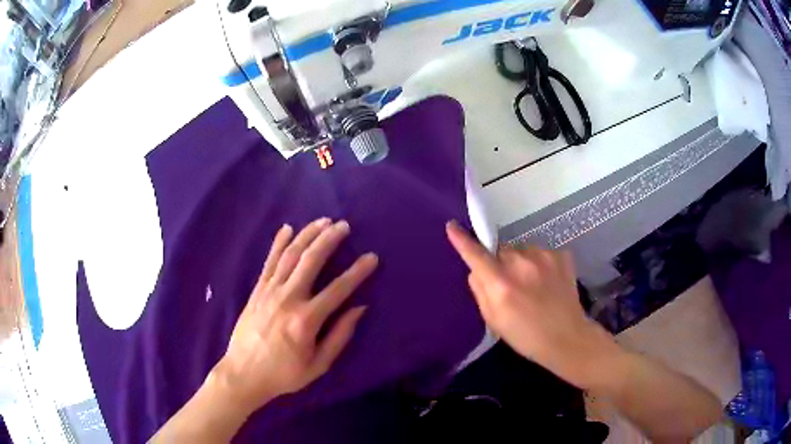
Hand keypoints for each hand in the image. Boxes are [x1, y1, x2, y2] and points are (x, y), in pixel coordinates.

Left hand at [212, 218, 378, 414]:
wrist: (243, 374)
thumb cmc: (284, 374)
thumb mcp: (318, 364)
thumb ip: (340, 336)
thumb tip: (359, 308)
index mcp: (306, 320)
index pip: (338, 289)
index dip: (357, 272)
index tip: (371, 257)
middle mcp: (288, 299)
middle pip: (311, 261)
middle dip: (329, 239)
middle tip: (344, 225)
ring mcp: (269, 291)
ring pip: (290, 255)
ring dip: (307, 235)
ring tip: (323, 221)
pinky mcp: (257, 290)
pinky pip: (269, 261)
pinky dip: (278, 243)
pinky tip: (287, 228)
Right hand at [446, 220, 619, 388]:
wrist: (567, 337)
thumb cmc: (526, 336)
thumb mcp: (494, 320)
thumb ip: (480, 291)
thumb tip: (476, 270)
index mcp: (501, 284)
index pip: (476, 255)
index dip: (462, 240)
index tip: (452, 225)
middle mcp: (521, 263)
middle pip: (501, 251)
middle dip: (501, 262)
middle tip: (512, 285)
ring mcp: (544, 256)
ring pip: (522, 250)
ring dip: (522, 262)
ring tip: (534, 286)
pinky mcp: (561, 254)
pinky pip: (541, 253)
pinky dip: (540, 264)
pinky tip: (549, 282)